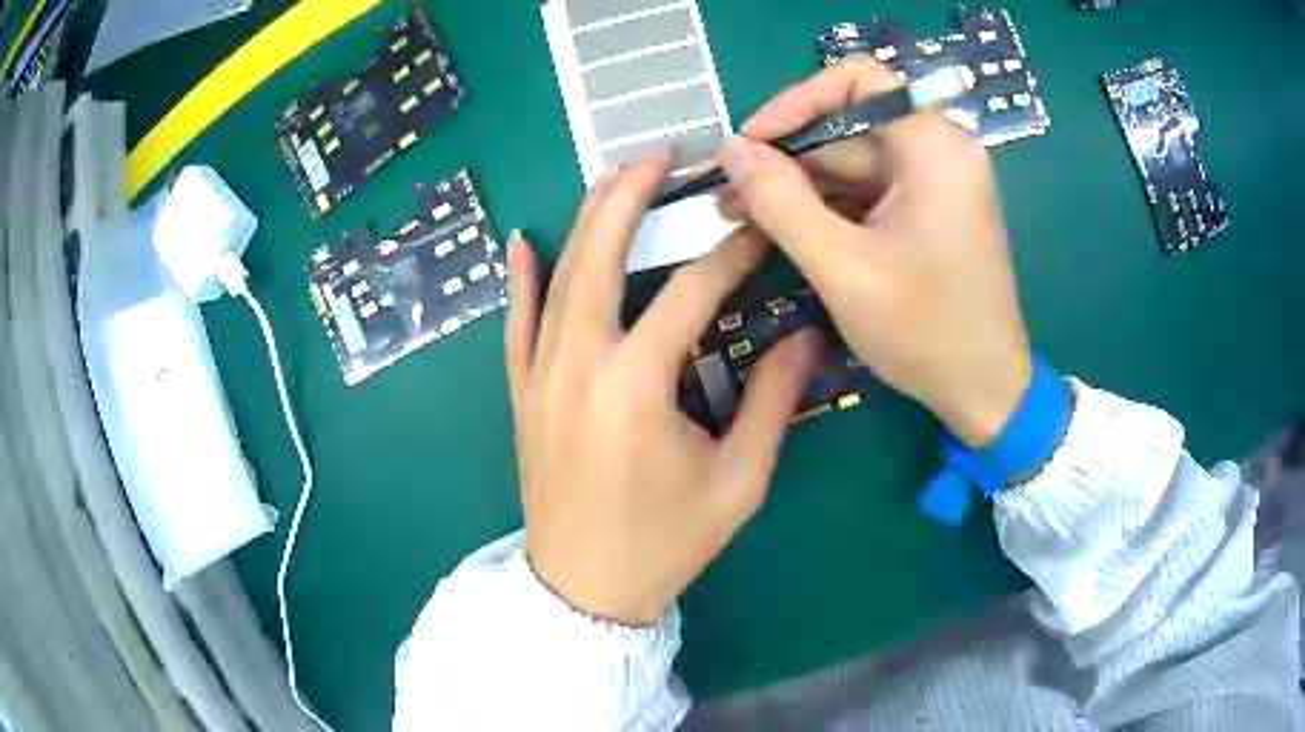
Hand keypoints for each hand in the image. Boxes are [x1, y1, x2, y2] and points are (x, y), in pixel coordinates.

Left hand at [504, 152, 819, 625]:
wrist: (584, 588)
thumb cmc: (665, 543)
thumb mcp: (737, 482)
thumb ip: (770, 404)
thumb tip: (804, 337)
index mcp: (634, 388)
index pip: (689, 293)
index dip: (729, 254)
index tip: (757, 226)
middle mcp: (577, 365)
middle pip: (602, 257)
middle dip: (632, 197)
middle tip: (662, 155)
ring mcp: (540, 376)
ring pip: (557, 278)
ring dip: (585, 219)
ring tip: (613, 175)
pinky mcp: (522, 393)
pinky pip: (516, 323)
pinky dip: (520, 278)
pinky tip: (523, 239)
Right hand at [716, 59, 1032, 446]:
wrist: (985, 391)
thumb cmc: (926, 331)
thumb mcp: (843, 266)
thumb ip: (781, 201)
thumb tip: (732, 149)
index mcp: (934, 147)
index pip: (859, 79)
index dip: (798, 99)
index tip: (752, 141)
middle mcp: (939, 152)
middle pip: (849, 126)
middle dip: (786, 156)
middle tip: (727, 191)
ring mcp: (935, 184)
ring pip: (853, 163)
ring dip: (798, 186)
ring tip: (738, 214)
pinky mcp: (928, 213)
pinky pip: (868, 193)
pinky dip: (826, 207)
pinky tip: (782, 228)